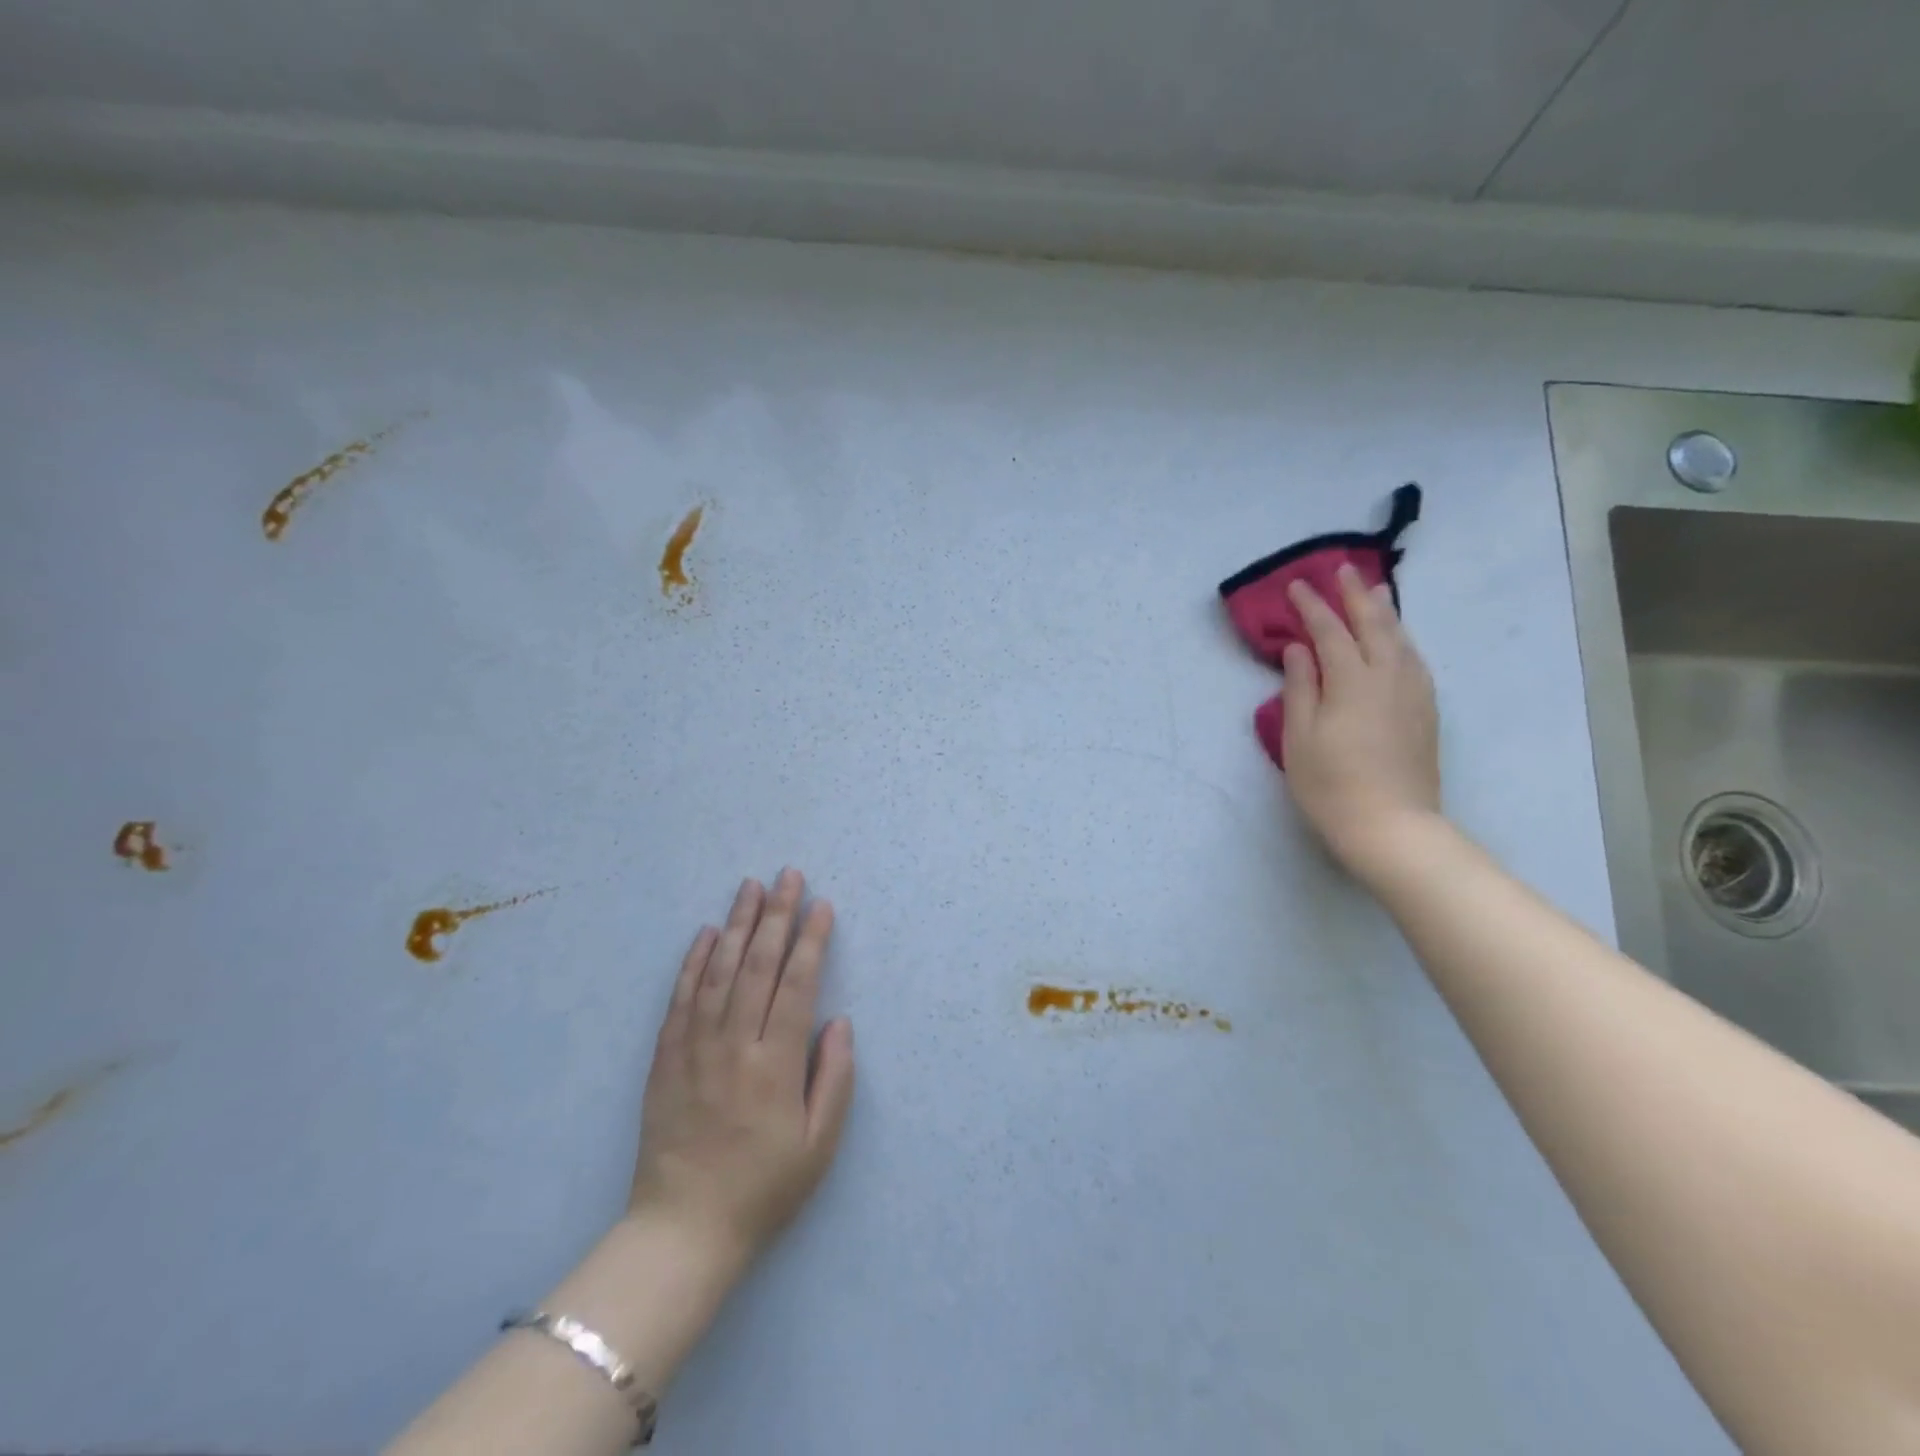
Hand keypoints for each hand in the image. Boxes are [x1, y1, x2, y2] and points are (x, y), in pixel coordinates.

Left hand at [628, 869, 855, 1282]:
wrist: (683, 1231)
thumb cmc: (763, 1189)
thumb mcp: (820, 1145)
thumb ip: (834, 1078)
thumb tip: (838, 1021)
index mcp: (776, 1064)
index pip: (797, 984)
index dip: (812, 940)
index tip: (822, 905)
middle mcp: (735, 1045)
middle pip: (758, 965)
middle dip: (777, 915)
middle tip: (788, 875)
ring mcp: (695, 1048)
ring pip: (718, 971)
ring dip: (738, 924)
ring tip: (750, 887)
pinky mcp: (665, 1059)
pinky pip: (680, 999)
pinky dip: (693, 962)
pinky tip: (706, 933)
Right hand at [1281, 565, 1441, 876]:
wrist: (1391, 825)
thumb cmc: (1330, 784)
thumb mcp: (1299, 737)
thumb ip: (1300, 688)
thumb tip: (1299, 650)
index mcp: (1352, 681)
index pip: (1330, 632)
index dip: (1312, 607)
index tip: (1297, 585)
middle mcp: (1389, 677)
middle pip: (1374, 625)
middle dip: (1355, 596)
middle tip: (1343, 570)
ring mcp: (1414, 694)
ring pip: (1401, 640)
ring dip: (1385, 612)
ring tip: (1376, 592)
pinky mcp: (1426, 712)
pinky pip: (1414, 660)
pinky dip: (1402, 640)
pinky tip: (1398, 641)